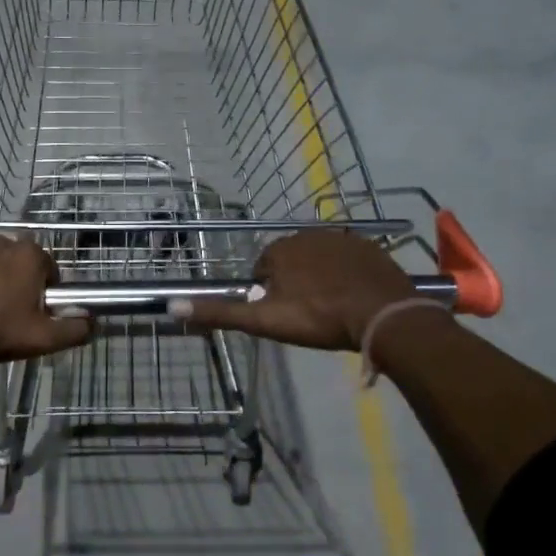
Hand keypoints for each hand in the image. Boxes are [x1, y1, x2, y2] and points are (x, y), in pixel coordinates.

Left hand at [0, 234, 90, 375]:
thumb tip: (94, 322)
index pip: (48, 270)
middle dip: (14, 282)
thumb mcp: (39, 340)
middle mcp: (2, 239)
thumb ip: (73, 330)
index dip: (43, 292)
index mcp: (29, 256)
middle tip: (2, 314)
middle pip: (17, 262)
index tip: (31, 313)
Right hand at [174, 230, 422, 351]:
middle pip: (291, 261)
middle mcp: (306, 235)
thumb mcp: (265, 321)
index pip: (263, 269)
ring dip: (320, 276)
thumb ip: (221, 313)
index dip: (269, 294)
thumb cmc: (319, 318)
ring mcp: (340, 238)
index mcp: (279, 250)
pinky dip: (346, 273)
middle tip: (309, 313)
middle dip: (295, 282)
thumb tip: (172, 305)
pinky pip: (348, 258)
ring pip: (319, 258)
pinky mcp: (368, 246)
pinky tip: (354, 295)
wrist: (383, 315)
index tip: (284, 314)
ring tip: (333, 306)